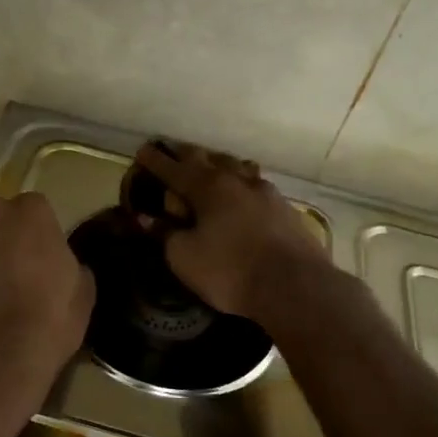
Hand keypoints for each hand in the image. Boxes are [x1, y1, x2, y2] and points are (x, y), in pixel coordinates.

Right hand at [131, 143, 333, 321]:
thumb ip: (165, 234)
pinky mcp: (286, 209)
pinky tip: (245, 195)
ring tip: (212, 169)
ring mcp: (266, 192)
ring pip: (237, 168)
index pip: (173, 168)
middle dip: (187, 156)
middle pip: (208, 160)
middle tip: (174, 155)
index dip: (155, 161)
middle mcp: (237, 180)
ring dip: (220, 166)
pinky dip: (242, 186)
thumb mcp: (184, 257)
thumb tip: (146, 218)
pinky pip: (257, 187)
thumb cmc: (230, 270)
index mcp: (207, 187)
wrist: (295, 286)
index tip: (143, 150)